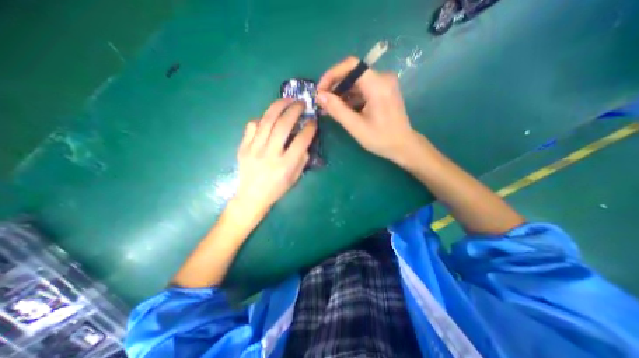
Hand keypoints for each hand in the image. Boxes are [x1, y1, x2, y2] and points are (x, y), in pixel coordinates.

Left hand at [233, 98, 316, 218]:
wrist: (251, 197)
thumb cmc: (277, 189)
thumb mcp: (295, 178)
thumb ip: (301, 159)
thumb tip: (304, 140)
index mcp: (285, 165)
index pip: (301, 141)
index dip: (309, 128)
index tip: (313, 121)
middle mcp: (270, 155)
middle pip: (283, 125)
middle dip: (294, 110)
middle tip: (301, 103)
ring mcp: (254, 149)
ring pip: (267, 121)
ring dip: (278, 107)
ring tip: (287, 100)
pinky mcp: (243, 147)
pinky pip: (252, 126)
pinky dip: (262, 119)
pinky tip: (269, 117)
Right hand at [315, 56, 417, 163]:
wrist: (402, 145)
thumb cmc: (380, 138)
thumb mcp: (356, 126)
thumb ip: (337, 110)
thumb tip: (319, 96)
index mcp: (378, 85)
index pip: (351, 65)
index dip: (332, 74)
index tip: (320, 90)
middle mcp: (383, 78)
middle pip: (352, 73)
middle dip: (335, 86)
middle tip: (323, 103)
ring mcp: (384, 84)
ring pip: (356, 82)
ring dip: (341, 93)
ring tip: (330, 109)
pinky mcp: (383, 91)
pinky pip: (362, 89)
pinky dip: (350, 97)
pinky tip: (342, 109)